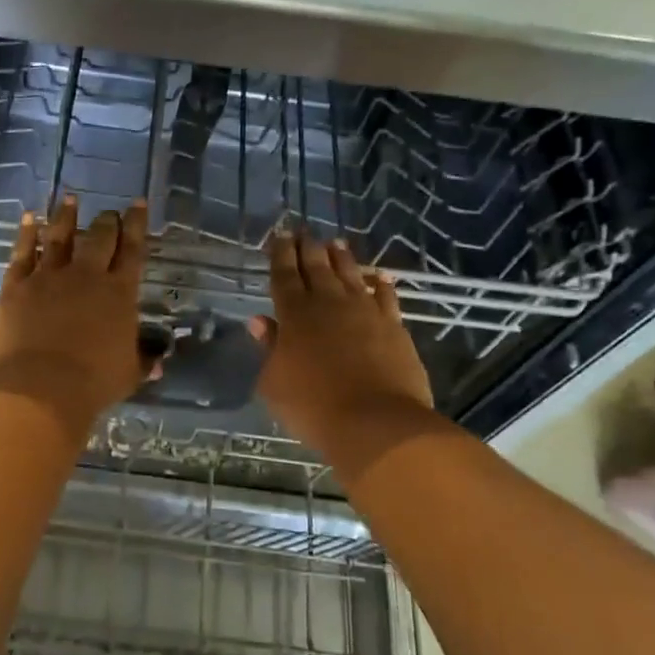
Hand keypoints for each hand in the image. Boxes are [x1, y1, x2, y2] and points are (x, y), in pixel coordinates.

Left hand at [0, 197, 152, 433]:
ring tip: (70, 199)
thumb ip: (143, 362)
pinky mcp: (16, 285)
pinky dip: (26, 233)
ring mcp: (48, 277)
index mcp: (118, 293)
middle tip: (109, 213)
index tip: (139, 204)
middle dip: (107, 221)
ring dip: (66, 216)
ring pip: (59, 236)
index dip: (137, 225)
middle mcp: (86, 276)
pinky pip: (22, 252)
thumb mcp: (128, 375)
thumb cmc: (92, 383)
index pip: (132, 250)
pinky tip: (28, 218)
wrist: (39, 387)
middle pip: (99, 238)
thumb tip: (158, 361)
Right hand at [250, 228, 440, 482]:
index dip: (280, 254)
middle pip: (316, 267)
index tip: (279, 236)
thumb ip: (269, 349)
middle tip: (304, 230)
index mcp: (294, 315)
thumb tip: (261, 322)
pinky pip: (386, 297)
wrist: (376, 423)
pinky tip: (380, 276)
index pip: (284, 275)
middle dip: (308, 247)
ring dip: (342, 258)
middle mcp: (329, 304)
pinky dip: (382, 285)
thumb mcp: (274, 383)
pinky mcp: (393, 326)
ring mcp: (365, 312)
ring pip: (350, 275)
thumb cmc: (313, 407)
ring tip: (335, 242)